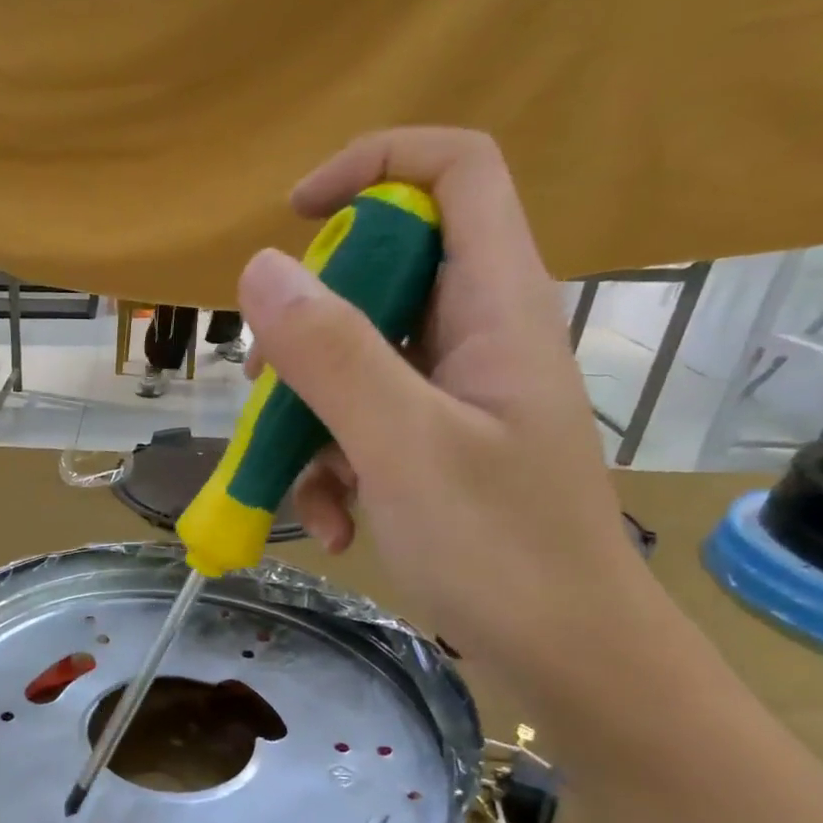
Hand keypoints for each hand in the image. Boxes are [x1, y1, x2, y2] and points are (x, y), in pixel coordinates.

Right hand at [240, 128, 656, 690]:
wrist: (565, 654)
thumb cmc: (501, 548)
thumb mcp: (404, 446)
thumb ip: (333, 355)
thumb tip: (257, 270)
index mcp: (496, 307)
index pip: (455, 173)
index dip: (373, 168)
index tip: (294, 218)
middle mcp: (475, 338)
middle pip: (380, 279)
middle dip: (309, 335)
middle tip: (269, 390)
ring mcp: (452, 399)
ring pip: (354, 367)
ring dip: (309, 424)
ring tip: (306, 492)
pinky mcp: (433, 451)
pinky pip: (362, 430)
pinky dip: (333, 473)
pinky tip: (335, 529)